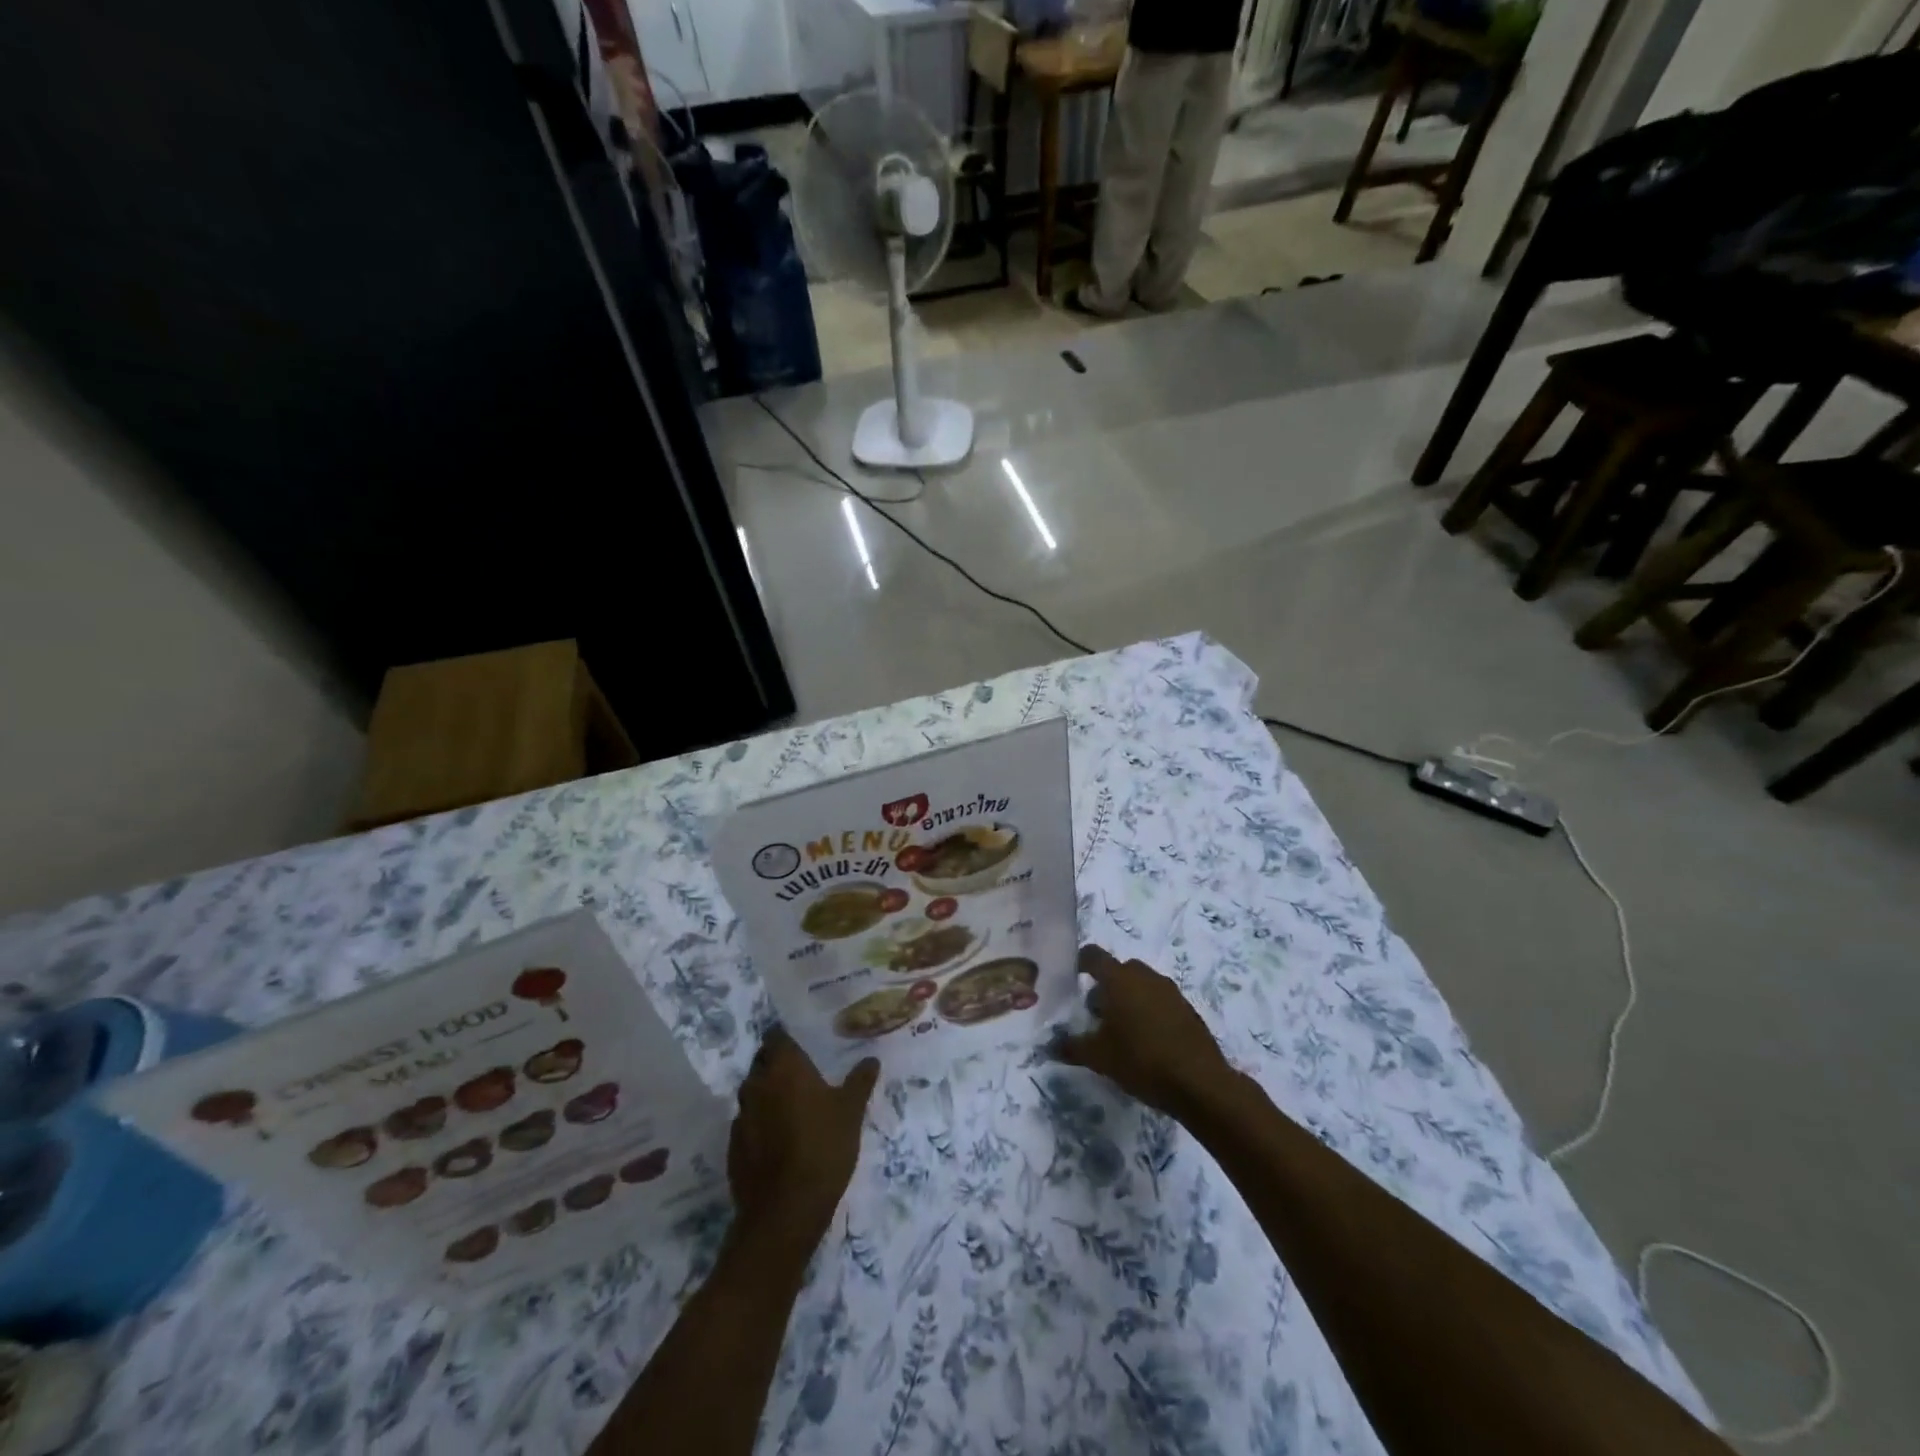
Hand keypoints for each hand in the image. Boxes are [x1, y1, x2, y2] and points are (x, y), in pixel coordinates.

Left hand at [727, 1029, 878, 1255]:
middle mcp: (757, 1084)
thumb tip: (871, 1059)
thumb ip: (860, 1081)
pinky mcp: (733, 1147)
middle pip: (762, 1063)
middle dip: (777, 1065)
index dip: (786, 1038)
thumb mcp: (851, 1111)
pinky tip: (778, 1139)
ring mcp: (741, 1117)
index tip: (802, 1044)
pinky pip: (747, 1124)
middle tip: (802, 1075)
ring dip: (768, 1095)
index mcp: (784, 1067)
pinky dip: (760, 1124)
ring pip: (753, 1094)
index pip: (776, 1037)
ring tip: (792, 1107)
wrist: (785, 1210)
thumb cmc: (823, 1147)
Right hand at [1055, 945, 1232, 1116]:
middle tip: (1096, 1014)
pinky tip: (1147, 1040)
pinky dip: (1149, 1011)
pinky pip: (1160, 1000)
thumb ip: (1072, 1047)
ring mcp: (1170, 991)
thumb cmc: (1141, 1060)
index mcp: (1119, 979)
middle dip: (1106, 986)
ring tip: (1121, 1030)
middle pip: (1119, 970)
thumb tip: (1051, 1045)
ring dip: (1129, 998)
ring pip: (1142, 984)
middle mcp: (1145, 976)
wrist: (1200, 1083)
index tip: (1072, 977)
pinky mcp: (1188, 1009)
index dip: (1080, 962)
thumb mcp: (1099, 1058)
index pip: (1094, 956)